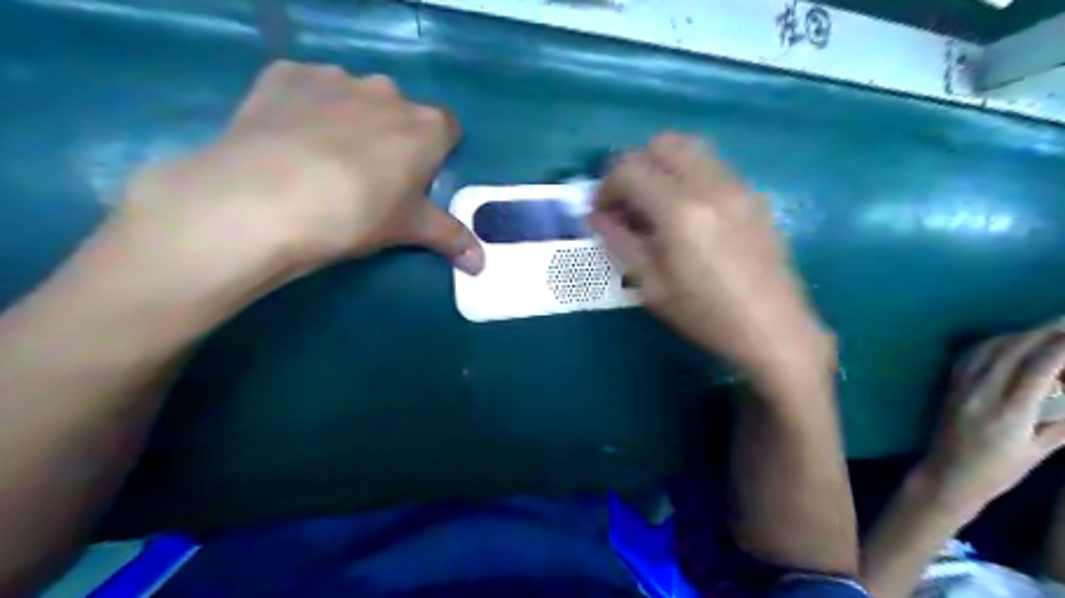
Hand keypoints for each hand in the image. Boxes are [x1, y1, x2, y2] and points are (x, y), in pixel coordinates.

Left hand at [116, 60, 483, 275]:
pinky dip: (305, 106)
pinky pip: (307, 87)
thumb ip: (451, 239)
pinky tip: (288, 139)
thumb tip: (483, 266)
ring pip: (354, 97)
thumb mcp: (409, 229)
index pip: (448, 129)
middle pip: (401, 112)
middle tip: (369, 176)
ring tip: (322, 159)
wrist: (264, 200)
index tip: (417, 179)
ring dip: (349, 119)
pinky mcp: (286, 75)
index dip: (435, 154)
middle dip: (392, 136)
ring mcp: (335, 78)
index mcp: (425, 127)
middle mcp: (387, 91)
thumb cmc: (357, 214)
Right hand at [592, 133, 829, 387]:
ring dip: (663, 165)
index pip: (629, 169)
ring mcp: (737, 185)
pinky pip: (713, 164)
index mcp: (680, 211)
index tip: (602, 214)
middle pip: (661, 144)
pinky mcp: (753, 194)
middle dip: (634, 167)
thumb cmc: (705, 315)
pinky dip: (689, 173)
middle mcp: (710, 185)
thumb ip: (620, 243)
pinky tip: (688, 211)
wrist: (773, 330)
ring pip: (691, 146)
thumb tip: (597, 217)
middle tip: (627, 203)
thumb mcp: (652, 286)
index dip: (606, 187)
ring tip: (655, 202)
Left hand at [911, 322, 1064, 522]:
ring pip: (990, 349)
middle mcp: (981, 393)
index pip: (1039, 368)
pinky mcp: (949, 386)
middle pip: (1014, 351)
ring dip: (1021, 334)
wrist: (947, 474)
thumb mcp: (1038, 451)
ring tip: (1049, 328)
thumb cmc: (998, 470)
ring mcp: (960, 387)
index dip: (1063, 346)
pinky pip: (970, 356)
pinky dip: (994, 342)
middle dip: (1046, 331)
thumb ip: (1064, 424)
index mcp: (1009, 412)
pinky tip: (1010, 340)